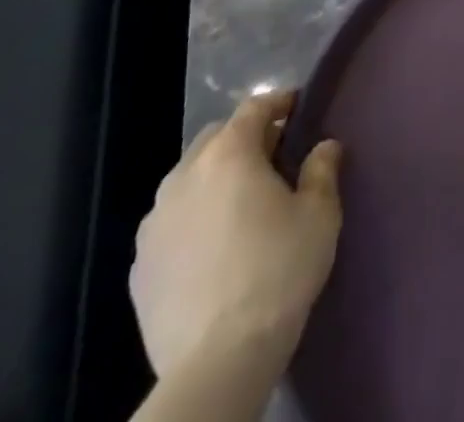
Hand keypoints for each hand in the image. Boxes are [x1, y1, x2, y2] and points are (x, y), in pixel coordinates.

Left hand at [131, 90, 343, 382]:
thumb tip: (324, 146)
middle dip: (244, 138)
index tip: (298, 107)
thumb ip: (322, 170)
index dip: (279, 102)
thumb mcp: (319, 214)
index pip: (254, 106)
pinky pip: (170, 222)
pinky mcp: (139, 267)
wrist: (217, 361)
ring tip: (240, 203)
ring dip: (214, 178)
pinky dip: (192, 219)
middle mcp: (185, 175)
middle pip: (216, 137)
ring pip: (188, 179)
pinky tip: (212, 246)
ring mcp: (154, 223)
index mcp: (229, 154)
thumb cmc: (277, 271)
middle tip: (273, 157)